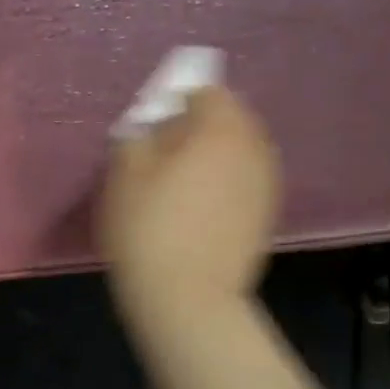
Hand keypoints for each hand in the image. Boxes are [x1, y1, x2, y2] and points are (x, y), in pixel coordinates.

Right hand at [99, 85, 280, 340]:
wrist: (187, 296)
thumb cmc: (147, 228)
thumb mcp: (123, 175)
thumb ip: (136, 138)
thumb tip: (148, 129)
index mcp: (220, 129)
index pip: (208, 92)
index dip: (178, 101)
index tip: (153, 123)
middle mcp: (253, 148)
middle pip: (230, 120)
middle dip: (200, 127)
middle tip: (164, 150)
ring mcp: (266, 183)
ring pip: (239, 152)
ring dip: (213, 156)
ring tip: (179, 181)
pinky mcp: (266, 215)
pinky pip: (243, 181)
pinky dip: (224, 183)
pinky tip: (197, 208)